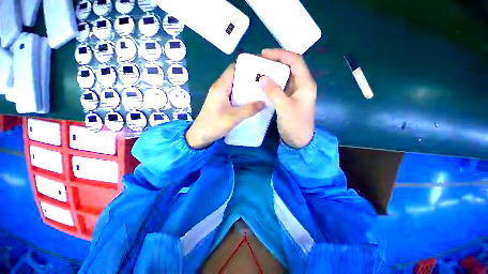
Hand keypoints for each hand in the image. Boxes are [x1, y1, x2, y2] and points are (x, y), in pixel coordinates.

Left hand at [186, 64, 264, 148]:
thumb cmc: (214, 124)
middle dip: (249, 78)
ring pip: (235, 86)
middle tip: (264, 81)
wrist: (200, 135)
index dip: (246, 66)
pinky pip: (234, 95)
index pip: (234, 68)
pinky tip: (251, 101)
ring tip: (261, 90)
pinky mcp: (221, 103)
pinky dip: (243, 96)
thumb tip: (264, 102)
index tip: (260, 68)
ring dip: (246, 88)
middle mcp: (220, 88)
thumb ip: (249, 109)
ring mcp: (220, 96)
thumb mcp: (233, 117)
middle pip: (236, 76)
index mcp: (221, 86)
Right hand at [260, 49, 316, 148]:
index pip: (295, 61)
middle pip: (289, 67)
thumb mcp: (285, 107)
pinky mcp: (289, 100)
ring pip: (284, 77)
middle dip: (275, 62)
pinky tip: (262, 86)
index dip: (280, 54)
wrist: (299, 140)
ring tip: (259, 72)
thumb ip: (274, 92)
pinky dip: (272, 85)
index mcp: (305, 84)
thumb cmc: (295, 124)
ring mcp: (295, 93)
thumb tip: (263, 78)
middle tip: (259, 63)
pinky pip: (280, 88)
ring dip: (272, 74)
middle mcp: (301, 85)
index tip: (264, 54)